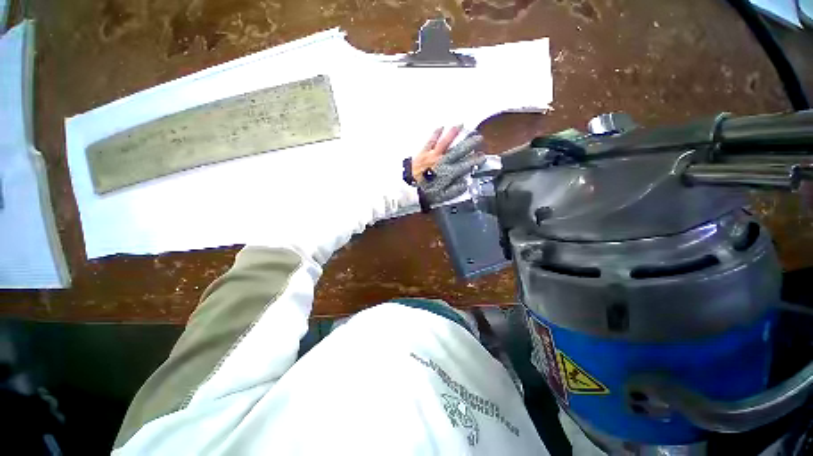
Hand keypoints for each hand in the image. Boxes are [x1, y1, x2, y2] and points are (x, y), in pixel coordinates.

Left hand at [412, 126, 485, 204]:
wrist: (408, 190)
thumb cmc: (426, 194)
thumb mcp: (443, 196)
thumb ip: (455, 190)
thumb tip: (465, 183)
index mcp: (449, 173)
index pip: (466, 165)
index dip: (475, 160)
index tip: (482, 156)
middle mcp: (443, 162)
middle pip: (459, 150)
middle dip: (470, 143)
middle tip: (479, 137)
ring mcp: (433, 156)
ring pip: (446, 142)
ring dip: (454, 133)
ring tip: (462, 125)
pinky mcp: (423, 153)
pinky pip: (430, 141)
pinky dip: (436, 133)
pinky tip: (441, 127)